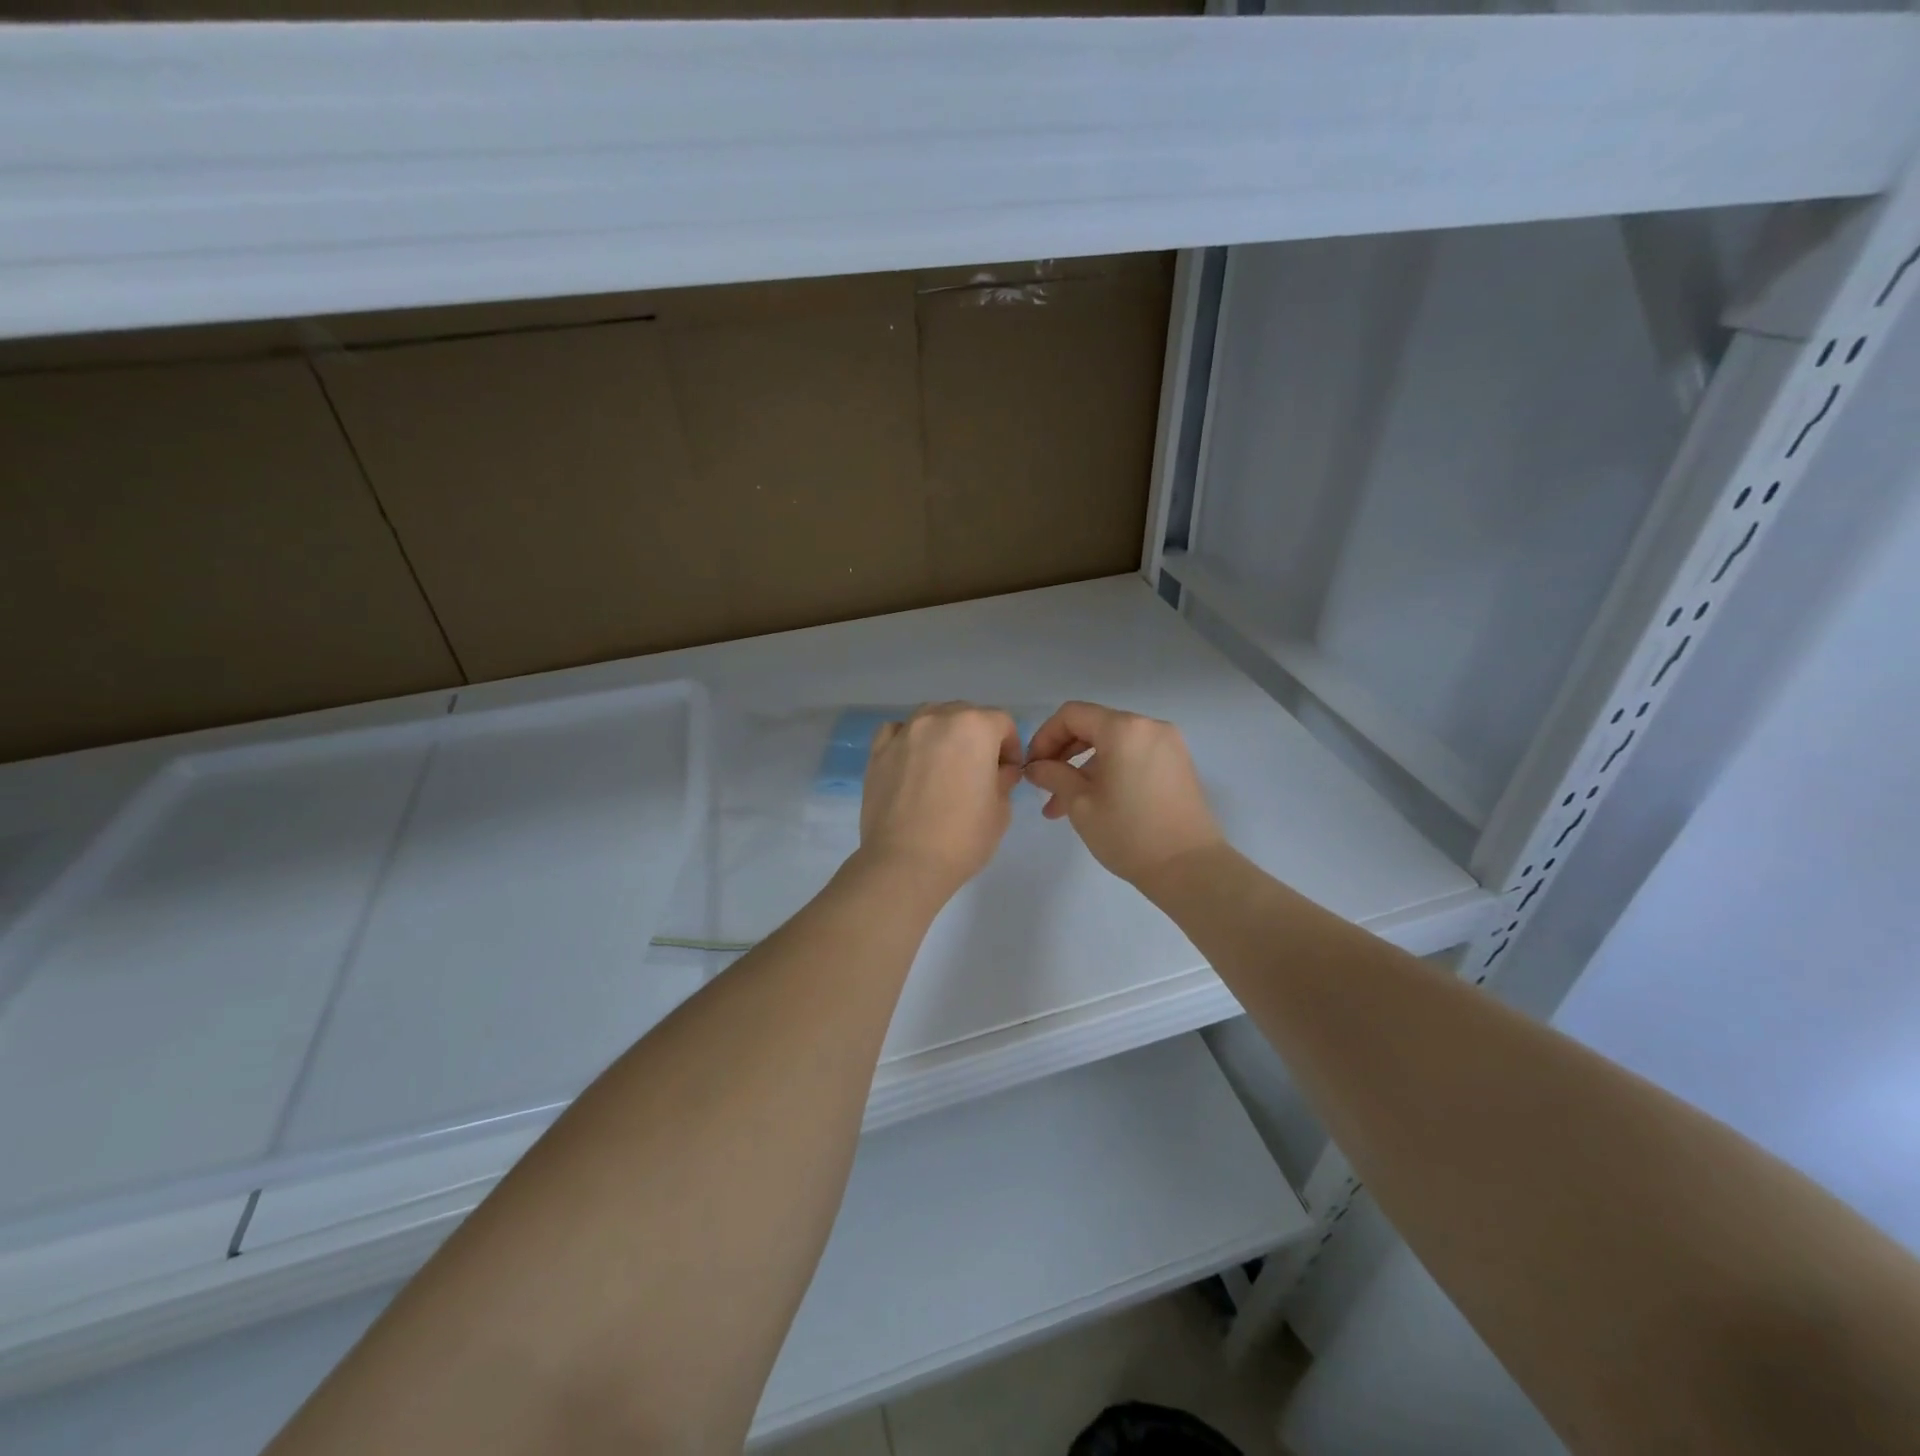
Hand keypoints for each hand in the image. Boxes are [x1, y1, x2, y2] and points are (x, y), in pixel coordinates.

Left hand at [859, 702, 1022, 901]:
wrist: (905, 863)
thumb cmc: (962, 838)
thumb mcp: (1000, 811)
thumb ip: (1003, 780)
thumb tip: (999, 772)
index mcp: (975, 728)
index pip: (1002, 722)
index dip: (1010, 746)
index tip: (1007, 773)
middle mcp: (938, 719)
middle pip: (965, 714)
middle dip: (977, 737)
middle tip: (978, 771)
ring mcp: (904, 733)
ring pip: (931, 717)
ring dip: (944, 733)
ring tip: (943, 765)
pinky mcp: (877, 751)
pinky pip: (897, 731)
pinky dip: (908, 738)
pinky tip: (912, 761)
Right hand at [1023, 701, 1223, 886]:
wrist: (1189, 868)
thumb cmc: (1128, 832)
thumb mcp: (1080, 804)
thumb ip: (1053, 776)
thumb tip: (1035, 767)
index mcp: (1124, 729)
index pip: (1072, 715)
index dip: (1045, 736)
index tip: (1032, 767)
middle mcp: (1149, 726)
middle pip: (1094, 726)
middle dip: (1063, 754)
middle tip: (1043, 785)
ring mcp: (1168, 745)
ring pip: (1113, 745)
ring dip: (1084, 768)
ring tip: (1061, 806)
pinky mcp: (1178, 765)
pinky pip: (1134, 756)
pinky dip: (1110, 771)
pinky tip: (1094, 803)